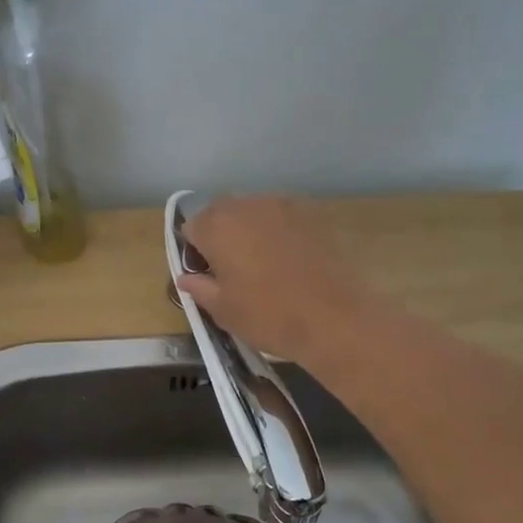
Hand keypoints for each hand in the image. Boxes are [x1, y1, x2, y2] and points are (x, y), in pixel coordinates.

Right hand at [176, 195, 366, 366]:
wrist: (335, 318)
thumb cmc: (268, 315)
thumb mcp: (222, 310)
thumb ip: (199, 287)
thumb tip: (187, 278)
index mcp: (216, 226)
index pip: (191, 228)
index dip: (195, 252)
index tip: (207, 276)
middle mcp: (246, 205)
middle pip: (221, 213)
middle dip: (220, 236)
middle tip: (231, 271)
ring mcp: (282, 205)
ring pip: (253, 212)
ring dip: (249, 231)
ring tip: (262, 265)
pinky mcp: (312, 213)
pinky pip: (282, 217)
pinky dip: (278, 232)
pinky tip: (288, 260)